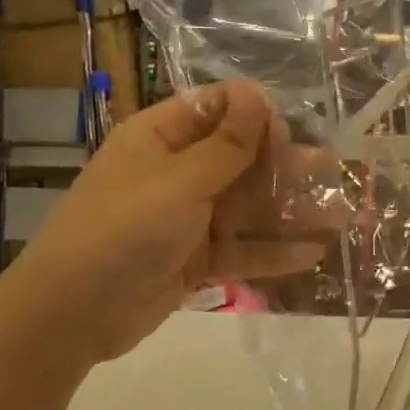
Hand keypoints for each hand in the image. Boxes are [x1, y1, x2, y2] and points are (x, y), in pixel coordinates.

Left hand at [0, 80, 335, 370]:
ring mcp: (187, 219)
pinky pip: (241, 249)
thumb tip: (258, 93)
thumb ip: (227, 145)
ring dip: (291, 213)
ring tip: (341, 217)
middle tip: (333, 176)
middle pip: (242, 161)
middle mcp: (177, 173)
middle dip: (287, 169)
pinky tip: (312, 255)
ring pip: (248, 208)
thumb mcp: (178, 183)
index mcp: (162, 138)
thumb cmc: (121, 232)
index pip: (219, 110)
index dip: (257, 119)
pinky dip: (273, 252)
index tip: (286, 140)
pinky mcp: (195, 260)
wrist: (68, 317)